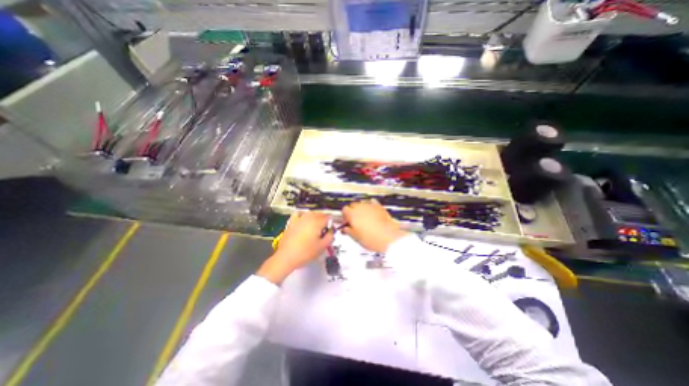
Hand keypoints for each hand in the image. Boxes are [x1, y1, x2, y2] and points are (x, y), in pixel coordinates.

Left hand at [258, 212, 333, 283]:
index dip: (331, 224)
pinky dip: (303, 215)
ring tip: (315, 227)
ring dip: (315, 217)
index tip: (330, 230)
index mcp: (317, 222)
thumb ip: (330, 236)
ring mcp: (299, 219)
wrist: (287, 257)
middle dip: (324, 220)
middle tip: (324, 230)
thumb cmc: (306, 252)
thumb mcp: (322, 246)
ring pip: (311, 213)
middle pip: (320, 214)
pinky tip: (304, 221)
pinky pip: (299, 214)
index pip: (328, 218)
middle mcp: (309, 217)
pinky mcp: (292, 222)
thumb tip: (331, 231)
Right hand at [341, 198, 404, 253]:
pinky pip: (372, 203)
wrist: (388, 237)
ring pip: (362, 203)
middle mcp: (360, 207)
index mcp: (352, 214)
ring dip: (361, 208)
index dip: (345, 216)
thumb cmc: (371, 238)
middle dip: (352, 211)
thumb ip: (348, 230)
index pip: (344, 210)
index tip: (347, 221)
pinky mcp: (379, 206)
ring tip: (364, 217)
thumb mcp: (356, 237)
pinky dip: (371, 206)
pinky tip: (372, 212)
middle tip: (355, 220)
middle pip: (352, 204)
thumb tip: (345, 228)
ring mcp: (370, 205)